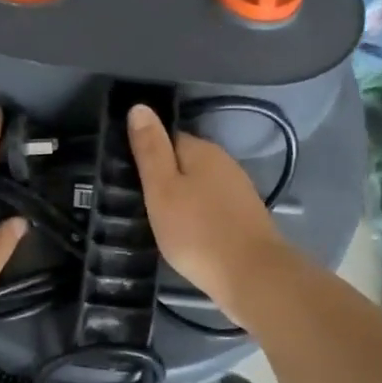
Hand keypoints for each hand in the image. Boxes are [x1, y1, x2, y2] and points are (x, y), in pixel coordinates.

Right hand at [126, 103, 296, 326]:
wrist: (251, 276)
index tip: (130, 176)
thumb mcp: (162, 189)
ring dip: (182, 196)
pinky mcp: (245, 217)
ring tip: (160, 219)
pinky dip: (198, 214)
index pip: (168, 138)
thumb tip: (139, 106)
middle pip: (186, 161)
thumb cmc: (196, 231)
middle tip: (140, 201)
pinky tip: (187, 232)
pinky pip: (212, 205)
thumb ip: (150, 149)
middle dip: (165, 176)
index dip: (147, 153)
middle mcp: (224, 163)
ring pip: (200, 184)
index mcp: (202, 151)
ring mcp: (239, 190)